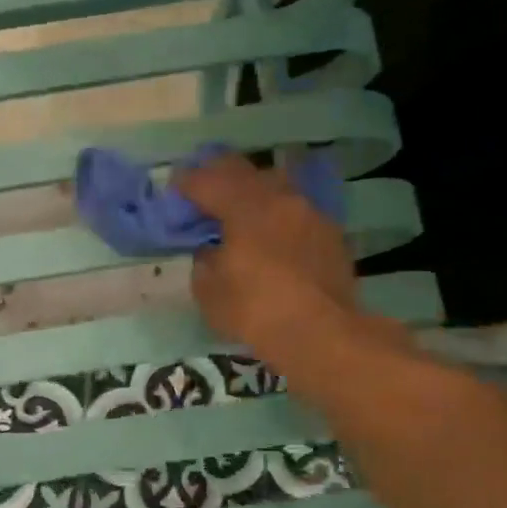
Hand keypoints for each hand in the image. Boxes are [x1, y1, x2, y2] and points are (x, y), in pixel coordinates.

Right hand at [176, 154, 358, 360]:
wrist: (322, 335)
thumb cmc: (256, 312)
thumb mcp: (210, 292)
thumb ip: (204, 263)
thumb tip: (211, 252)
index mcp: (245, 207)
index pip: (207, 181)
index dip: (186, 183)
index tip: (175, 189)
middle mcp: (280, 198)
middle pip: (244, 171)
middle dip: (219, 176)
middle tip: (204, 192)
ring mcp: (310, 213)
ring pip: (276, 186)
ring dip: (254, 193)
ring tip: (241, 213)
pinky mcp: (331, 234)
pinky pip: (296, 212)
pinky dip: (278, 216)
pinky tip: (272, 237)